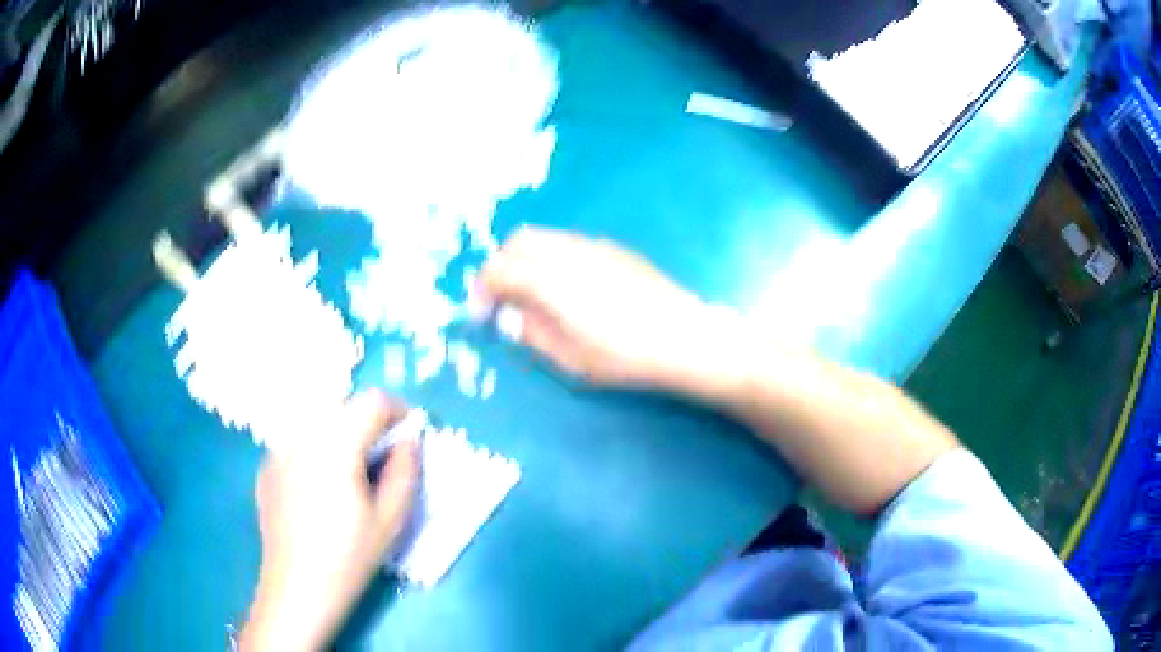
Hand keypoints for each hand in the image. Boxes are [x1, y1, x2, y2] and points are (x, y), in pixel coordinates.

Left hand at [240, 391, 418, 651]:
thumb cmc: (348, 558)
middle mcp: (302, 435)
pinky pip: (297, 440)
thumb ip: (405, 471)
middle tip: (383, 456)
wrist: (296, 589)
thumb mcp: (390, 520)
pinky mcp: (266, 466)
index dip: (398, 411)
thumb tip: (409, 440)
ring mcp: (278, 449)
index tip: (410, 435)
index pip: (373, 401)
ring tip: (351, 471)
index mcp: (335, 445)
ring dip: (341, 432)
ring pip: (317, 420)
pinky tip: (320, 487)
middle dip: (368, 420)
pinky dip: (316, 448)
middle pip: (343, 405)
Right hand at [479, 226, 745, 395]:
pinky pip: (569, 242)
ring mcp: (593, 245)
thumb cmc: (624, 356)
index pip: (498, 269)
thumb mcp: (569, 358)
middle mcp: (567, 251)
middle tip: (504, 299)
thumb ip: (531, 333)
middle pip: (518, 242)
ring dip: (527, 259)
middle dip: (501, 266)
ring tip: (535, 294)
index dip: (481, 290)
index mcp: (549, 279)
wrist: (683, 337)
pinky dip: (552, 257)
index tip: (482, 314)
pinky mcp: (613, 248)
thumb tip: (510, 317)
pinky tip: (570, 288)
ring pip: (544, 237)